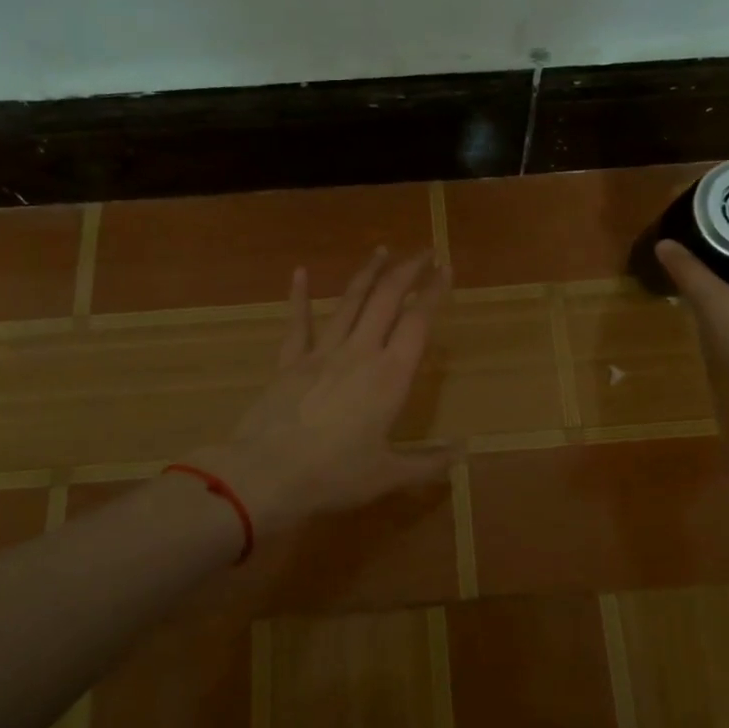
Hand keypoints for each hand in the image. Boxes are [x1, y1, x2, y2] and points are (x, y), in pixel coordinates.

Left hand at [186, 249, 456, 533]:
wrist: (264, 475)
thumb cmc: (333, 476)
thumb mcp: (388, 476)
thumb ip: (428, 462)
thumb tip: (464, 453)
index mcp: (390, 376)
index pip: (418, 322)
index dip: (434, 292)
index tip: (445, 268)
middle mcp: (360, 353)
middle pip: (387, 299)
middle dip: (407, 270)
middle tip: (423, 251)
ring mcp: (322, 352)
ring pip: (350, 302)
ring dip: (368, 274)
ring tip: (382, 250)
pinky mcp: (290, 361)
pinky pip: (298, 323)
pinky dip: (299, 296)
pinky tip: (300, 272)